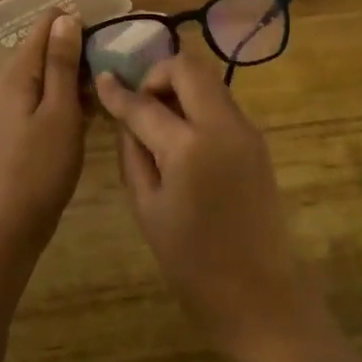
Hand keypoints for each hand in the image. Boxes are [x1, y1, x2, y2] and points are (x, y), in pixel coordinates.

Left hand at [0, 9, 86, 248]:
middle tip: (115, 67)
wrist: (17, 219)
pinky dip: (68, 97)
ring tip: (110, 88)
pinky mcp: (20, 123)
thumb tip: (66, 17)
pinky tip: (92, 110)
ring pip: (49, 74)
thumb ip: (62, 63)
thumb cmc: (43, 164)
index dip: (76, 25)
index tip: (107, 39)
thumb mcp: (60, 110)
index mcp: (16, 73)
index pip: (45, 26)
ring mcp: (12, 104)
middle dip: (79, 52)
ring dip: (77, 77)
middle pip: (46, 49)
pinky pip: (46, 96)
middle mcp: (8, 81)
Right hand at [94, 50, 327, 361]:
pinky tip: (182, 137)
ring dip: (180, 88)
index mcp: (189, 146)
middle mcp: (223, 126)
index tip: (103, 78)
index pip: (145, 103)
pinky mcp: (258, 142)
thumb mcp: (147, 207)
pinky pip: (222, 105)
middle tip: (140, 102)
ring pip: (210, 81)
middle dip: (158, 74)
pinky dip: (198, 106)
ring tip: (158, 121)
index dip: (119, 91)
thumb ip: (133, 152)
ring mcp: (246, 131)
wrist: (258, 294)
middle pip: (189, 67)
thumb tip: (126, 117)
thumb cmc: (191, 262)